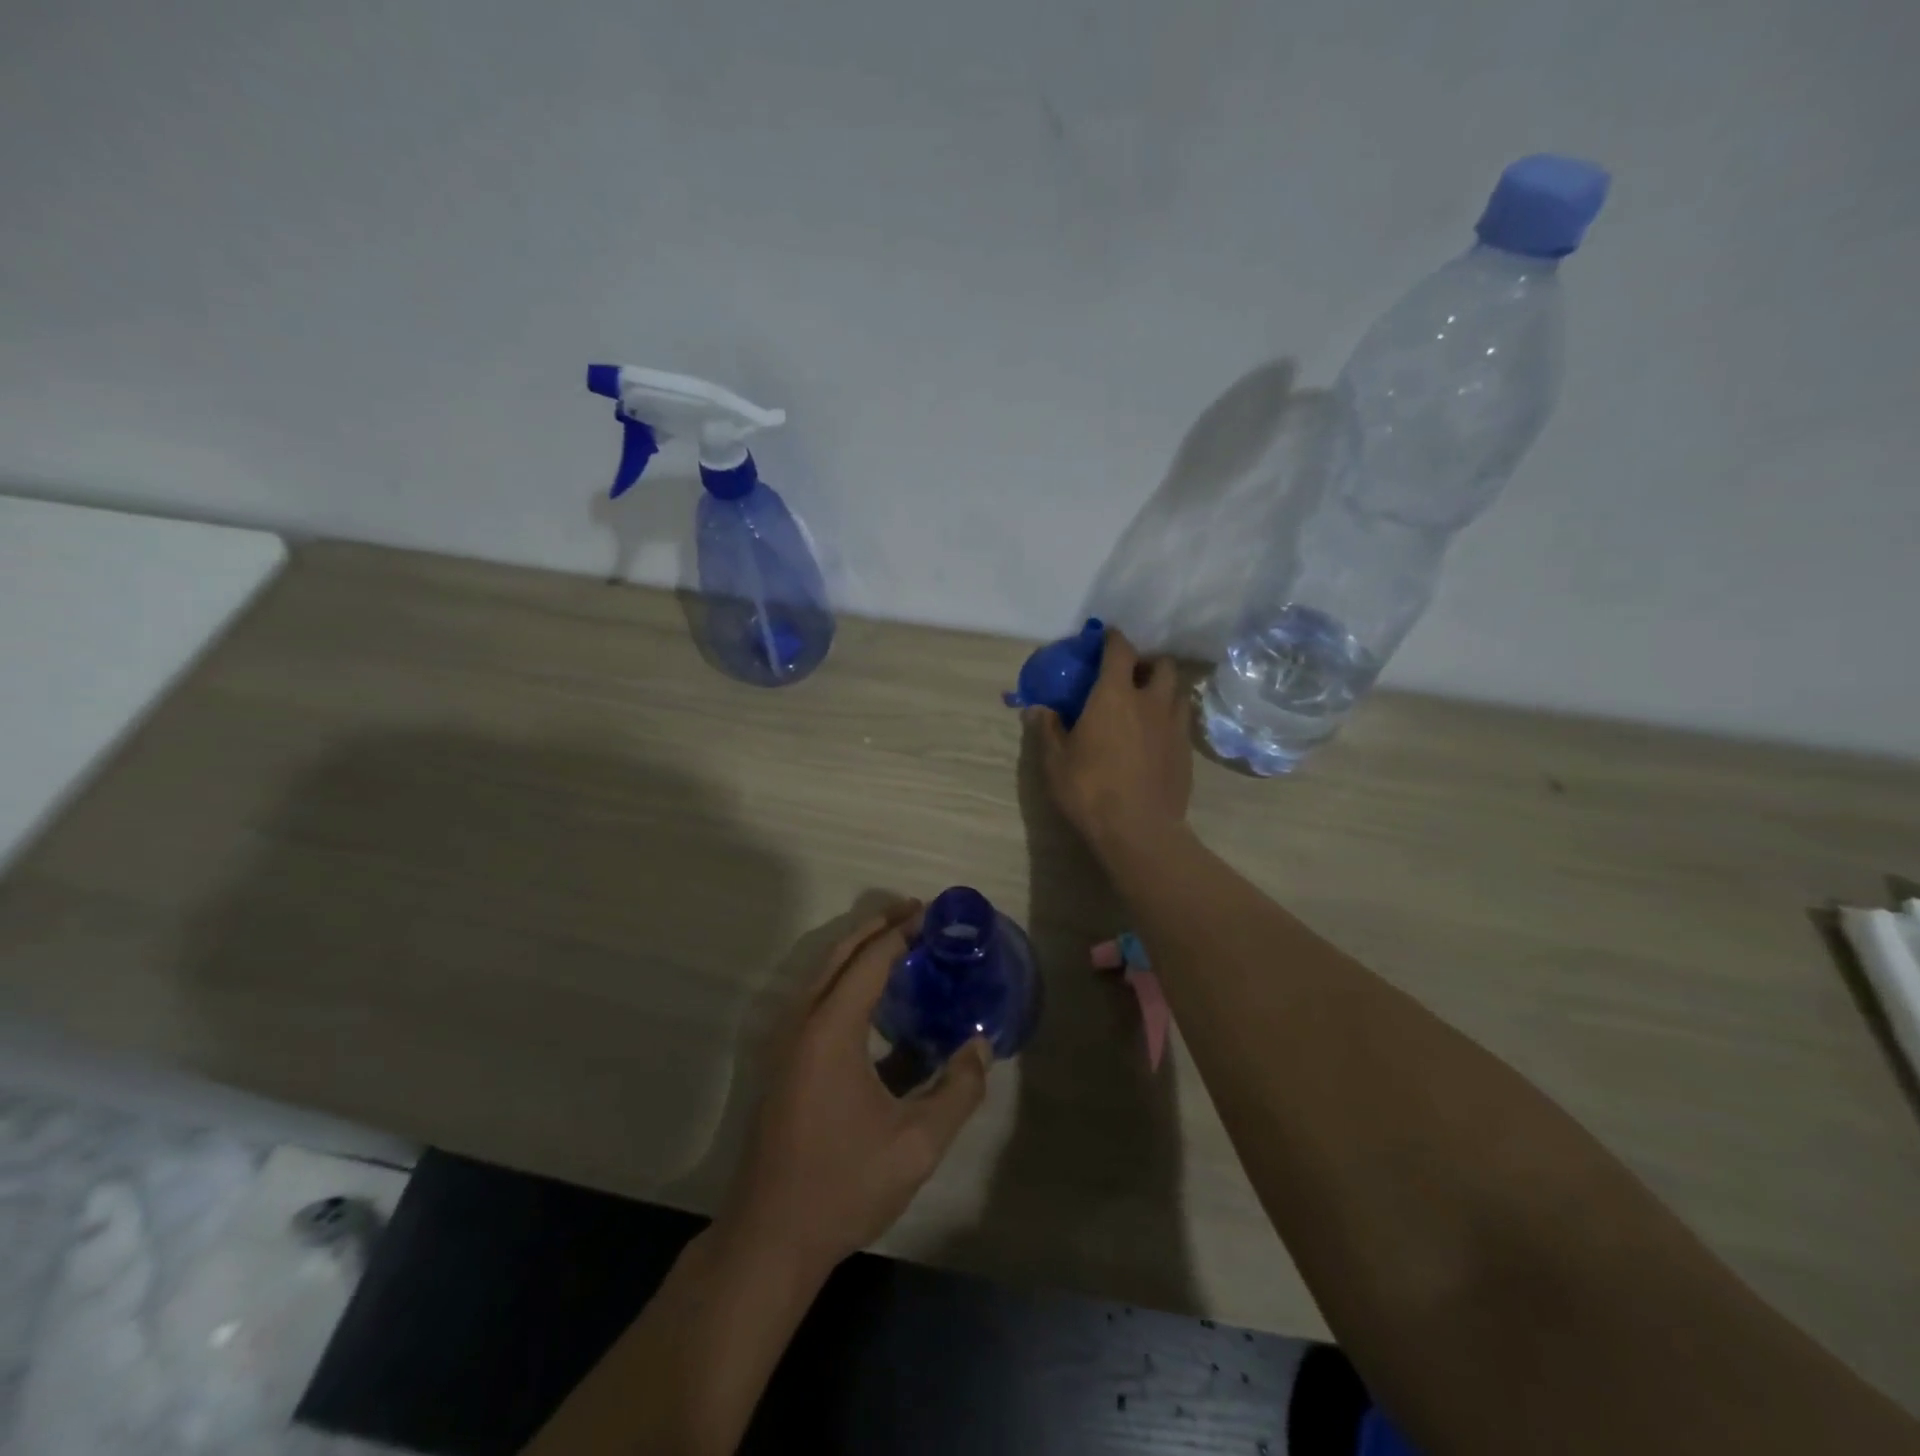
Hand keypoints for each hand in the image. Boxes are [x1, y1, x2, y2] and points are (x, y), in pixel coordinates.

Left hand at [722, 900, 991, 1275]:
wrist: (769, 1238)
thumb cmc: (844, 1185)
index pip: (871, 959)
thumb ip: (958, 1090)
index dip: (904, 930)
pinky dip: (845, 979)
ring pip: (823, 973)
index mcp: (831, 1029)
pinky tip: (874, 1000)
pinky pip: (816, 998)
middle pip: (841, 953)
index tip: (935, 913)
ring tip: (899, 943)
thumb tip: (981, 1047)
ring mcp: (785, 1041)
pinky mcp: (782, 1061)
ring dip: (859, 950)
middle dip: (878, 926)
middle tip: (918, 913)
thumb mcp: (918, 1144)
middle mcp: (802, 1021)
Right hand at [1027, 627, 1192, 863]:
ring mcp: (1174, 726)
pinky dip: (1170, 719)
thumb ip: (1047, 729)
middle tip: (1130, 676)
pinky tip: (1155, 738)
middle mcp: (1151, 702)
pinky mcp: (1186, 752)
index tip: (1106, 637)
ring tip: (1146, 704)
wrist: (1139, 830)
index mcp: (1115, 695)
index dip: (1113, 639)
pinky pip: (1182, 722)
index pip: (1121, 650)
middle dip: (1147, 663)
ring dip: (1164, 690)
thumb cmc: (1089, 789)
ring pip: (1178, 692)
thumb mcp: (1055, 761)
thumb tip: (1037, 709)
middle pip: (1162, 665)